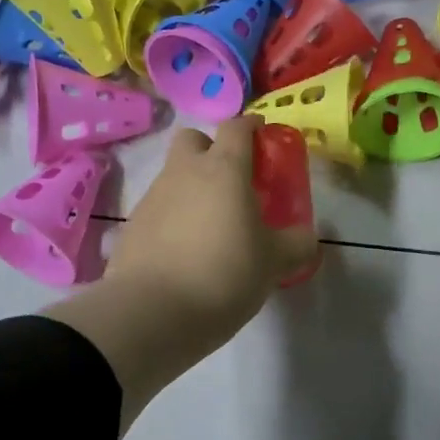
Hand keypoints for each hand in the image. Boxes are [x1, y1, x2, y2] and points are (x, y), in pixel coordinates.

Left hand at [107, 117, 318, 342]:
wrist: (152, 312)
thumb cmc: (223, 274)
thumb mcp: (273, 263)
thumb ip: (296, 244)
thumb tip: (307, 236)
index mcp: (224, 169)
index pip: (236, 127)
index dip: (251, 127)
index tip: (262, 137)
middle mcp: (184, 173)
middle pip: (193, 138)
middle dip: (211, 149)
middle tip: (231, 181)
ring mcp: (152, 197)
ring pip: (174, 176)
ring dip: (192, 188)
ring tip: (211, 227)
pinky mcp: (132, 226)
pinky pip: (158, 209)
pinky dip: (172, 219)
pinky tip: (184, 252)